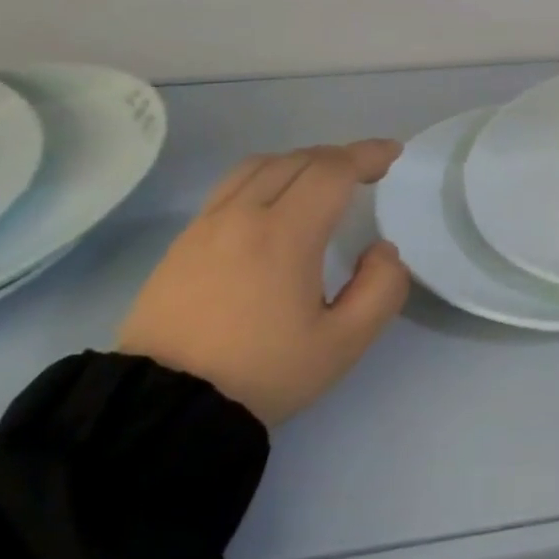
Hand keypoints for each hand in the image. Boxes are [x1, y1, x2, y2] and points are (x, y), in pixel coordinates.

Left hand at [119, 140, 410, 425]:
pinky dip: (266, 176)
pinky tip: (273, 203)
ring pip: (260, 165)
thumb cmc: (263, 373)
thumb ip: (381, 290)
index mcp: (285, 235)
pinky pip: (232, 186)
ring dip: (300, 161)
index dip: (367, 155)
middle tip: (366, 171)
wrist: (166, 405)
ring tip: (322, 180)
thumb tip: (383, 250)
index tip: (392, 153)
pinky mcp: (184, 240)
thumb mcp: (342, 345)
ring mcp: (207, 223)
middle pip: (297, 160)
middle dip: (339, 157)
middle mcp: (243, 214)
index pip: (332, 171)